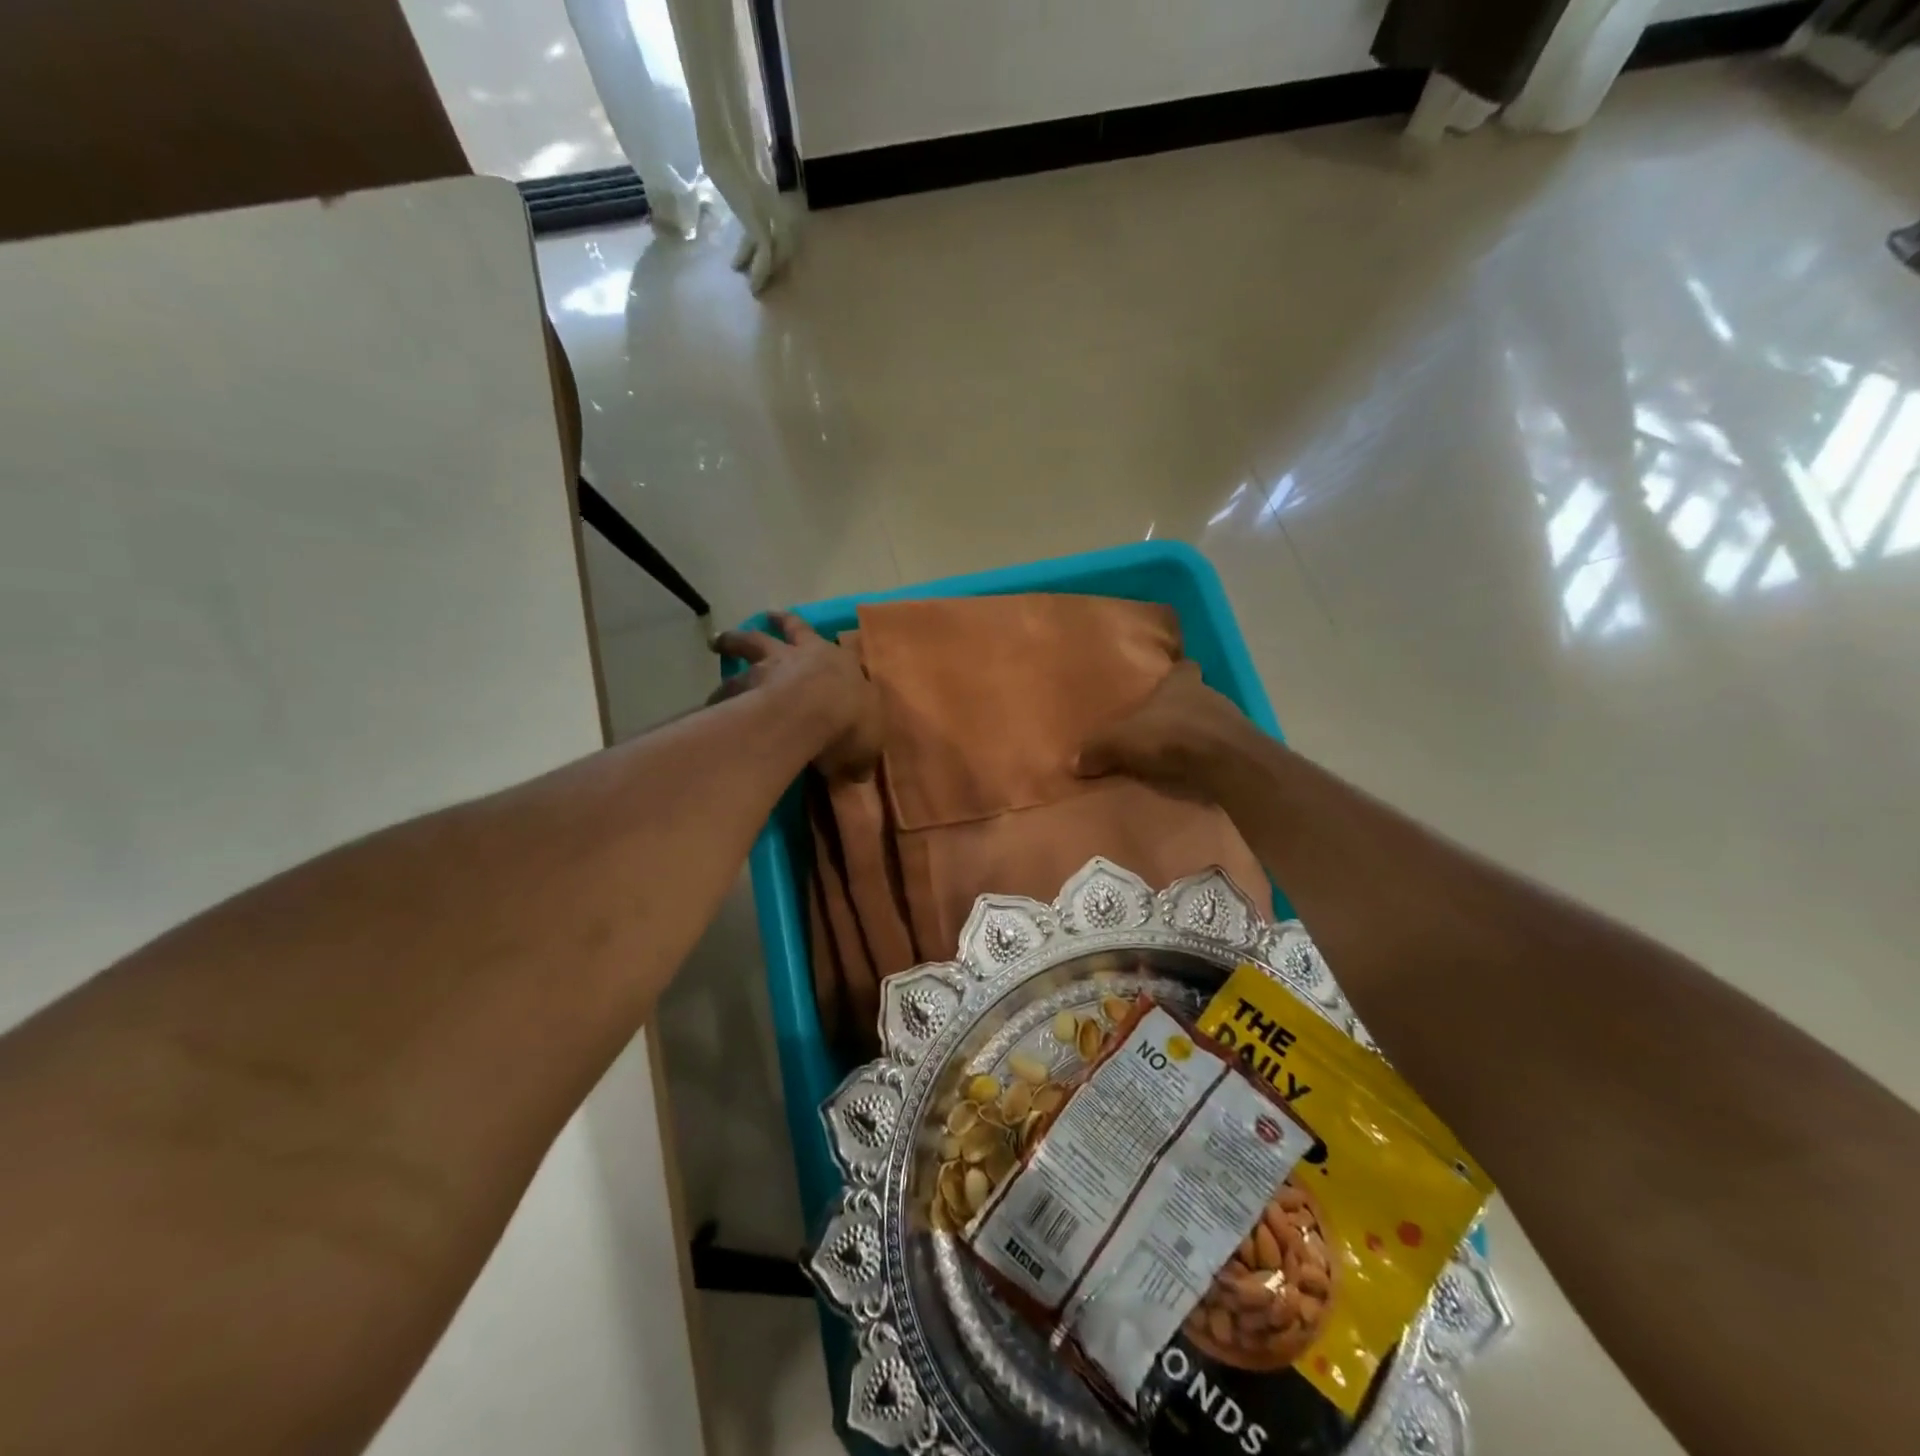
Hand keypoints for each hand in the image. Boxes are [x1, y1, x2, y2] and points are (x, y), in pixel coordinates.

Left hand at [709, 611, 881, 778]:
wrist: (812, 714)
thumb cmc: (850, 720)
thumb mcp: (868, 743)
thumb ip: (859, 753)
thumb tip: (857, 771)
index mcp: (837, 662)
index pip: (828, 644)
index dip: (811, 634)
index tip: (801, 627)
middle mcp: (801, 656)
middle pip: (782, 630)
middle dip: (773, 623)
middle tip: (763, 617)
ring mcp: (769, 667)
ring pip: (746, 646)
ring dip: (732, 642)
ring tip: (718, 643)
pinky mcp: (744, 687)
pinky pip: (726, 688)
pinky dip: (719, 693)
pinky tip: (709, 702)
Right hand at [1076, 662, 1260, 795]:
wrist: (1228, 764)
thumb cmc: (1172, 737)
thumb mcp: (1123, 742)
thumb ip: (1098, 749)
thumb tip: (1073, 761)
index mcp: (1182, 683)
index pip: (1184, 667)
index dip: (1176, 673)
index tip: (1166, 682)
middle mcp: (1210, 694)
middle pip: (1196, 695)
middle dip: (1180, 709)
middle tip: (1160, 726)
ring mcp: (1232, 721)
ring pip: (1211, 722)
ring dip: (1196, 735)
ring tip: (1175, 754)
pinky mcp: (1244, 749)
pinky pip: (1222, 749)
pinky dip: (1210, 758)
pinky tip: (1195, 772)